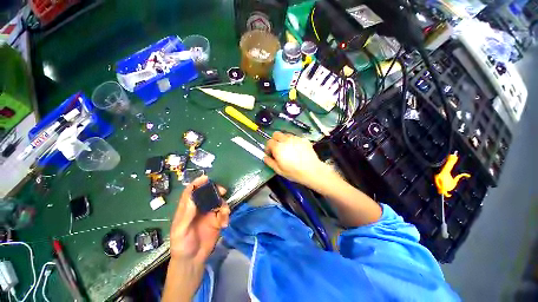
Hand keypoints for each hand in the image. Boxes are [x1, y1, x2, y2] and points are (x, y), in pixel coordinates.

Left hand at [170, 175, 229, 263]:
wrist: (193, 260)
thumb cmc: (182, 245)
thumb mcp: (180, 231)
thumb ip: (186, 214)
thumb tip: (192, 196)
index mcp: (187, 208)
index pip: (191, 192)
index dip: (197, 183)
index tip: (206, 178)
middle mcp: (199, 208)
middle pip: (208, 193)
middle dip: (216, 190)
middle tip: (223, 191)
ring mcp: (209, 214)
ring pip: (219, 202)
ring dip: (223, 205)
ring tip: (224, 214)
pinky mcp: (217, 220)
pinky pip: (224, 213)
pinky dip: (226, 216)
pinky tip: (224, 224)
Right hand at [264, 132, 324, 185]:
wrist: (312, 171)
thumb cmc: (294, 172)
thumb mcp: (279, 170)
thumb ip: (270, 162)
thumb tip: (265, 157)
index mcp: (278, 147)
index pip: (269, 142)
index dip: (268, 148)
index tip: (270, 154)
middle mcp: (286, 140)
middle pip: (276, 134)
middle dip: (275, 140)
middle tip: (278, 149)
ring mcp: (296, 138)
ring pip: (286, 135)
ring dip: (284, 140)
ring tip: (288, 149)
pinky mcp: (303, 139)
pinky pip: (295, 138)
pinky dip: (293, 142)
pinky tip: (297, 150)